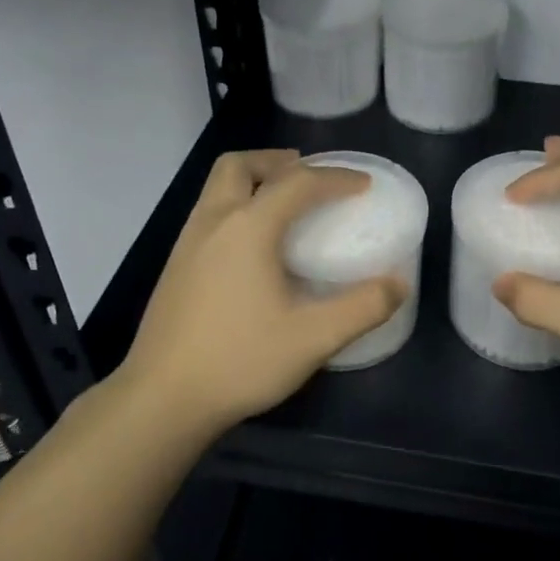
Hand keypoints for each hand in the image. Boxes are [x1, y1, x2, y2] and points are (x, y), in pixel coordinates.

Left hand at [116, 150, 405, 432]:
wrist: (161, 399)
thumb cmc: (239, 361)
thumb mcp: (312, 338)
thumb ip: (362, 308)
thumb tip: (398, 284)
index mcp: (248, 228)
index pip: (298, 183)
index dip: (336, 178)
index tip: (364, 185)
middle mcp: (213, 222)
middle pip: (239, 165)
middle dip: (276, 161)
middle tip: (308, 175)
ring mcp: (186, 243)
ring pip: (217, 187)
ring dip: (252, 181)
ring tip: (282, 204)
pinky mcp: (174, 266)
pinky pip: (208, 213)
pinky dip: (235, 206)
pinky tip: (251, 247)